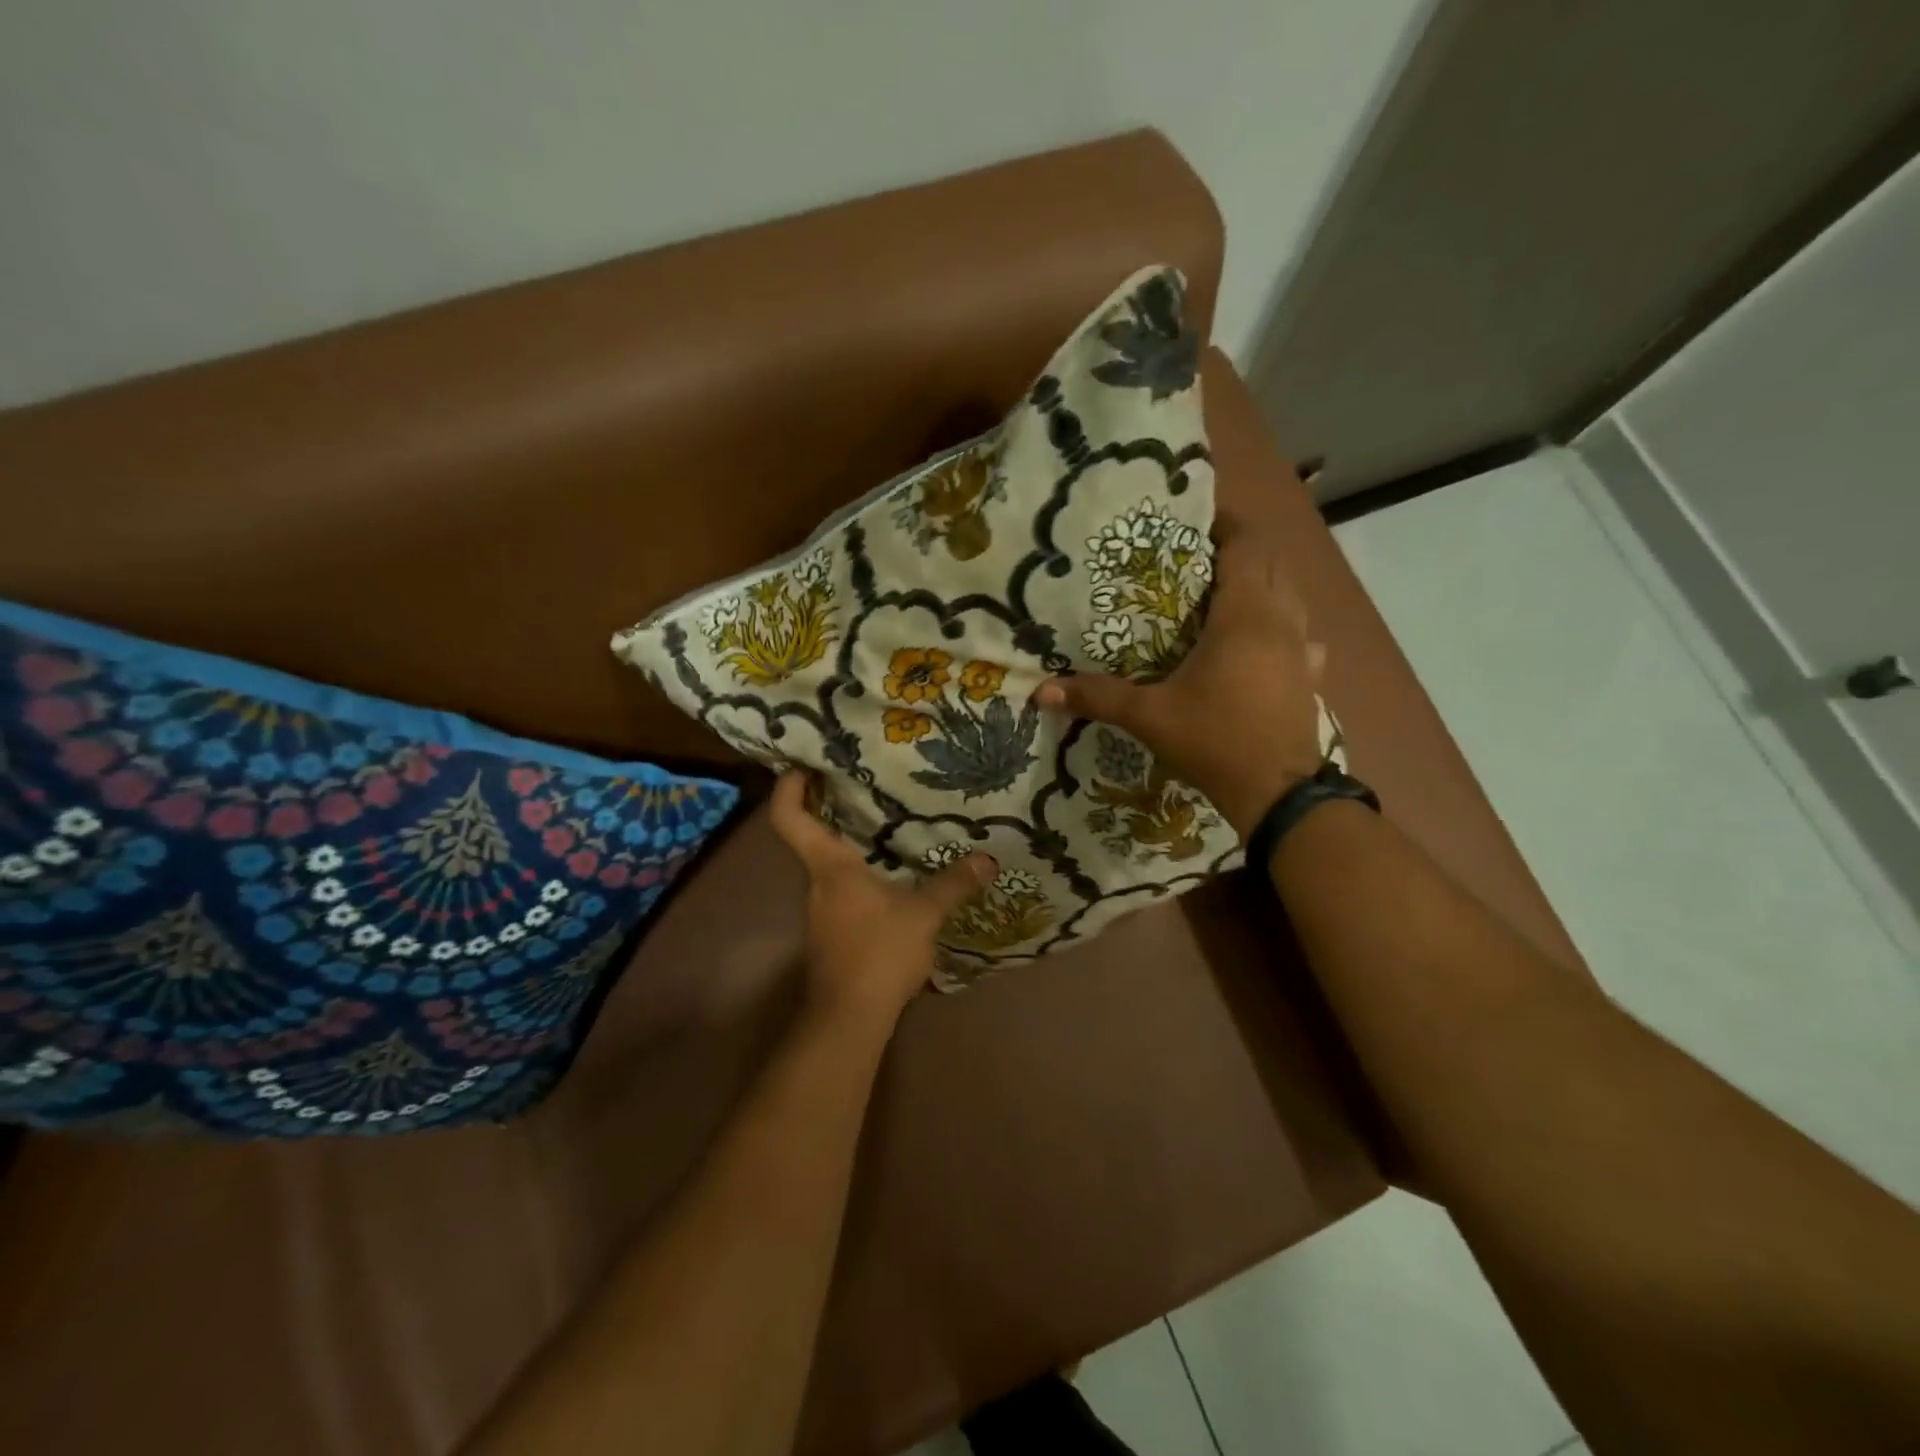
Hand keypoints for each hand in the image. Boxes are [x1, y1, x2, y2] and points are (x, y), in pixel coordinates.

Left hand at [769, 769, 995, 1028]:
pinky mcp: (832, 933)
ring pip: (830, 867)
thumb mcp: (924, 915)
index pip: (789, 817)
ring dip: (852, 846)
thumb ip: (953, 884)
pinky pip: (843, 890)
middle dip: (832, 810)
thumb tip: (987, 858)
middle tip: (865, 785)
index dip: (789, 787)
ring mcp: (821, 911)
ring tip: (889, 828)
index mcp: (829, 867)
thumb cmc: (878, 954)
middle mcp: (817, 884)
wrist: (849, 1020)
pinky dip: (862, 876)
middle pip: (811, 836)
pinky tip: (892, 879)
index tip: (804, 764)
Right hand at [1037, 527, 1326, 838]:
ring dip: (1264, 583)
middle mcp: (1281, 620)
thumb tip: (1040, 691)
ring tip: (1226, 591)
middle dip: (1240, 550)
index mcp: (1244, 615)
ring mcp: (1303, 648)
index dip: (1225, 525)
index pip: (1245, 546)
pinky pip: (1303, 633)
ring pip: (1291, 595)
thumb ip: (1097, 697)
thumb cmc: (1213, 740)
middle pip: (1271, 563)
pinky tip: (1266, 642)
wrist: (1276, 793)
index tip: (1194, 520)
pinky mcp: (1311, 676)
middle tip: (1197, 556)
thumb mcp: (1149, 716)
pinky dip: (1284, 624)